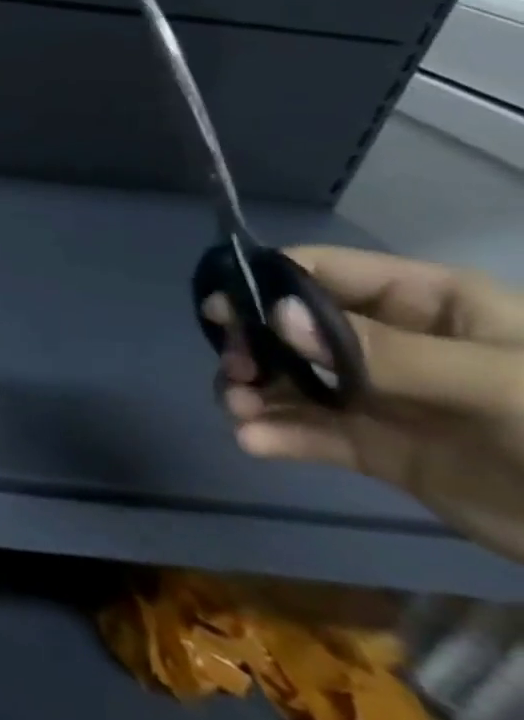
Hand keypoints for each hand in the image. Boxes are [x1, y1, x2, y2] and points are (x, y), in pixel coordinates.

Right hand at [207, 246, 523, 562]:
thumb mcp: (497, 384)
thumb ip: (383, 351)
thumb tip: (275, 316)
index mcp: (424, 303)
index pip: (320, 272)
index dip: (264, 286)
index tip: (222, 315)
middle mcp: (389, 340)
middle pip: (289, 327)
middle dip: (251, 347)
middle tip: (234, 372)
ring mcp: (381, 395)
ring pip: (289, 379)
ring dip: (252, 391)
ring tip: (239, 413)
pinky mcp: (379, 447)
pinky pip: (310, 431)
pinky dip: (274, 434)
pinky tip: (256, 442)